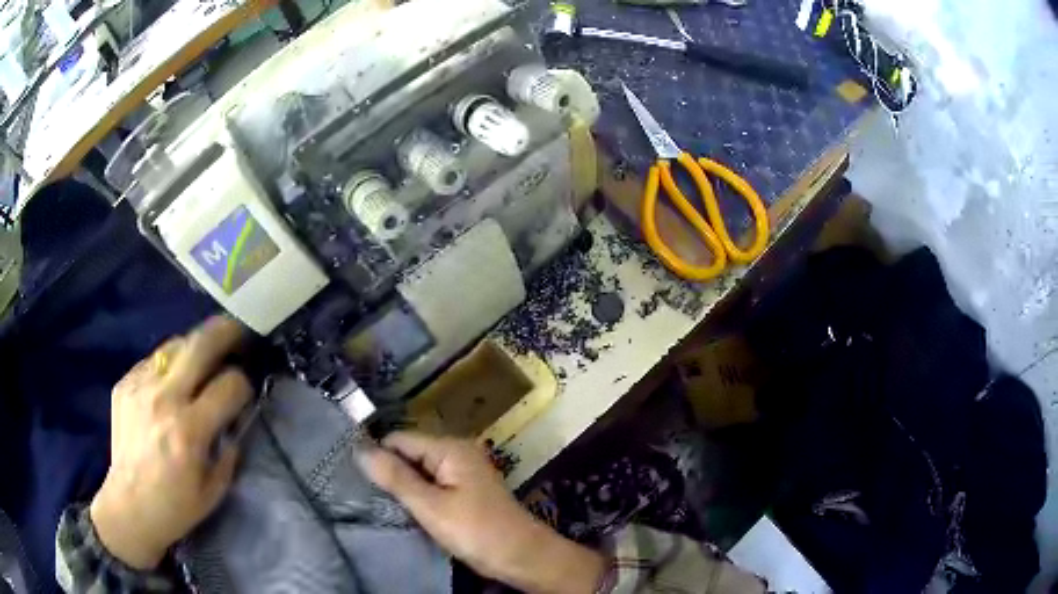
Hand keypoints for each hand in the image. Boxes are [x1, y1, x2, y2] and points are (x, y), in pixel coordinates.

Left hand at [90, 316, 252, 569]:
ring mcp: (140, 387)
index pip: (229, 385)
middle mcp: (164, 399)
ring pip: (174, 345)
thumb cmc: (176, 507)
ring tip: (202, 358)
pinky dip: (168, 365)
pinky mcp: (125, 385)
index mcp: (190, 430)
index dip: (243, 384)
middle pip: (200, 345)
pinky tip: (171, 381)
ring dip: (194, 348)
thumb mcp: (214, 490)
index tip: (244, 392)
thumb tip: (233, 421)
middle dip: (225, 332)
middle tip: (237, 332)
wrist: (129, 506)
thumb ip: (229, 451)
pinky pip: (152, 360)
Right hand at [359, 432, 606, 593]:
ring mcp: (462, 472)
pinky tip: (402, 510)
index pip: (399, 439)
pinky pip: (431, 485)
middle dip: (389, 471)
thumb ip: (395, 478)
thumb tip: (359, 449)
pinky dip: (417, 495)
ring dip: (401, 486)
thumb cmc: (477, 532)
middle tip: (363, 494)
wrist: (523, 557)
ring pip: (419, 471)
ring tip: (376, 502)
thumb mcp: (431, 506)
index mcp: (449, 448)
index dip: (376, 455)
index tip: (352, 477)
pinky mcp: (465, 491)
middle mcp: (456, 453)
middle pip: (409, 453)